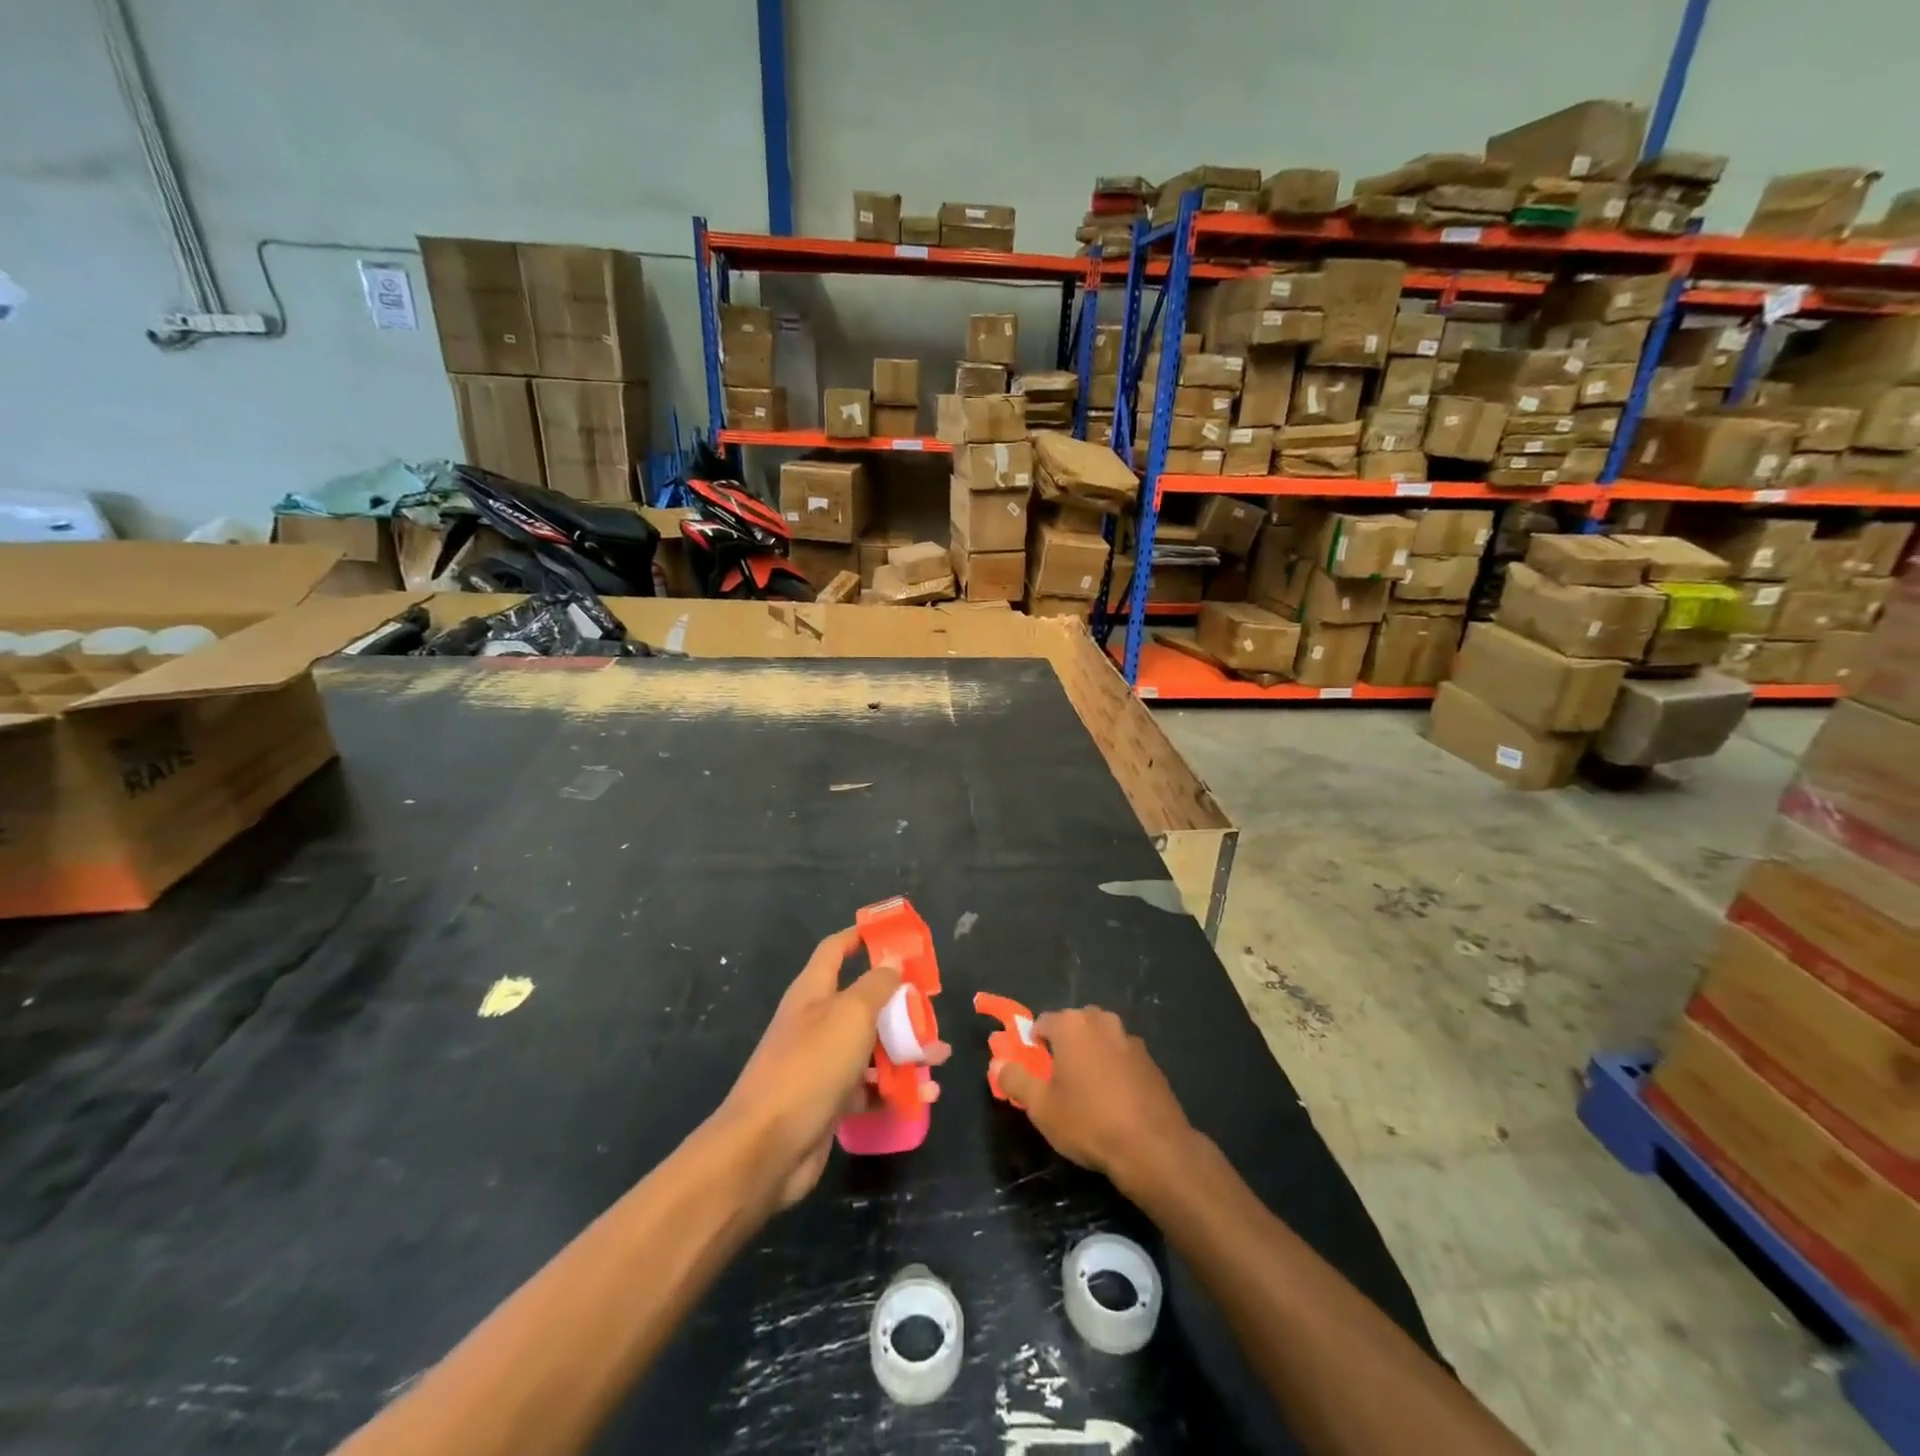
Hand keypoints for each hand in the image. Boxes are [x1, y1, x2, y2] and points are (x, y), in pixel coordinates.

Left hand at [713, 927, 949, 1211]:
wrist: (766, 1148)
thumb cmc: (810, 1066)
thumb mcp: (851, 1015)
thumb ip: (876, 986)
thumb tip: (892, 960)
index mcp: (813, 992)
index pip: (835, 950)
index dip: (860, 937)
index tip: (893, 935)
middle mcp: (816, 1022)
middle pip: (862, 1001)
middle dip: (899, 1004)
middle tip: (931, 1008)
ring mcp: (821, 1064)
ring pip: (870, 1047)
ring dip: (905, 1050)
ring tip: (938, 1059)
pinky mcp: (829, 1102)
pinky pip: (868, 1088)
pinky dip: (894, 1089)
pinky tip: (923, 1097)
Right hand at [994, 1007, 1193, 1193]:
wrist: (1153, 1147)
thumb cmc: (1089, 1122)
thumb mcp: (1041, 1107)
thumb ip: (1015, 1079)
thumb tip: (998, 1063)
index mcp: (1072, 1024)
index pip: (1042, 1023)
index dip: (1033, 1046)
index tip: (1033, 1072)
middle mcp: (1102, 1021)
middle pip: (1073, 1027)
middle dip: (1063, 1047)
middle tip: (1058, 1083)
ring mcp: (1130, 1038)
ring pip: (1099, 1040)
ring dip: (1090, 1056)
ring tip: (1087, 1093)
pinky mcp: (1150, 1060)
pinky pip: (1121, 1056)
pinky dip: (1113, 1069)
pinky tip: (1114, 1101)